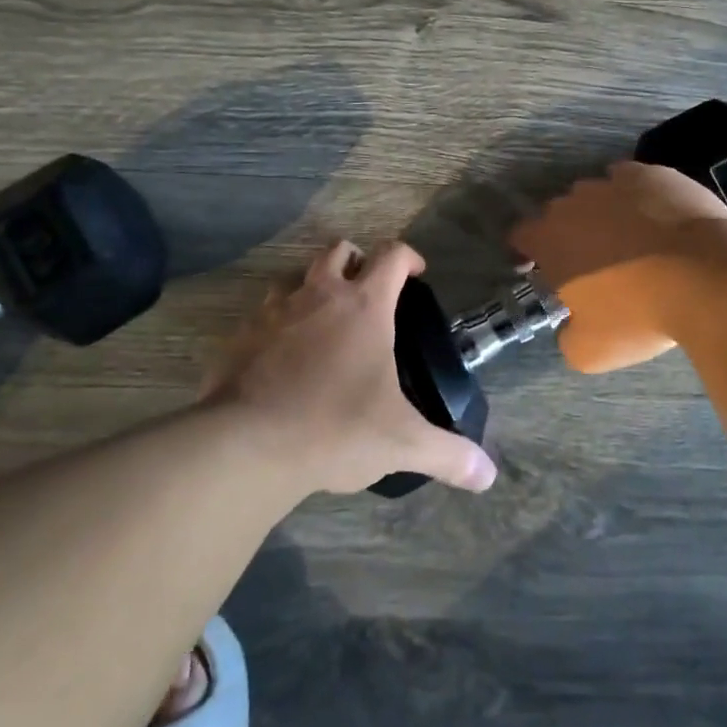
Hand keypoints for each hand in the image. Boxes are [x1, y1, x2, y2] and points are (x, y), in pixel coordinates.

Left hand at [216, 240, 496, 496]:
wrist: (246, 446)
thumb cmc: (334, 428)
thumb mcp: (401, 443)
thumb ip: (448, 455)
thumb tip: (488, 475)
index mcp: (364, 306)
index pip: (391, 256)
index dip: (408, 257)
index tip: (417, 273)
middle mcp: (319, 295)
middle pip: (338, 251)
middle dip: (357, 261)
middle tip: (368, 292)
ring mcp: (274, 312)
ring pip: (295, 277)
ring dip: (312, 287)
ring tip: (323, 321)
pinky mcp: (239, 337)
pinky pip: (261, 315)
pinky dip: (277, 324)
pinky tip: (281, 357)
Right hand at [509, 161, 726, 372]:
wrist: (707, 276)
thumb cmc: (639, 315)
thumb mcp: (590, 351)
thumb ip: (567, 336)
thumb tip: (571, 326)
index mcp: (550, 239)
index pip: (520, 235)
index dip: (526, 252)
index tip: (541, 269)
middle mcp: (575, 202)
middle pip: (559, 213)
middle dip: (568, 234)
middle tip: (592, 263)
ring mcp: (615, 182)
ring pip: (597, 195)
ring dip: (603, 214)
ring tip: (629, 241)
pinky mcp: (654, 174)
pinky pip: (634, 182)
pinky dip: (638, 198)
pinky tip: (656, 219)